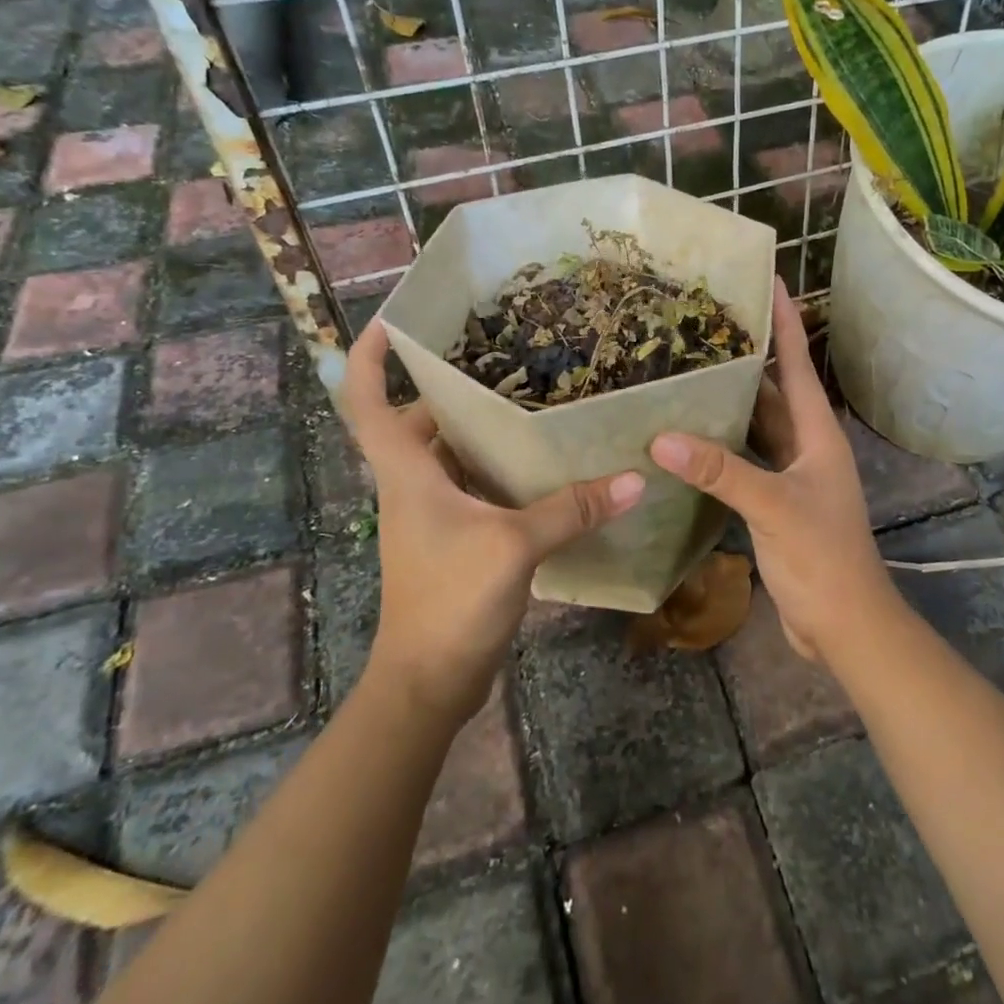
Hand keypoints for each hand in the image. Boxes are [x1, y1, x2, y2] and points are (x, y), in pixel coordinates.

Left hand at [340, 320, 645, 723]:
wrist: (428, 682)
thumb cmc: (451, 601)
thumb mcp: (514, 546)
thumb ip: (571, 509)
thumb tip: (634, 479)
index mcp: (407, 474)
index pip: (368, 403)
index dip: (371, 358)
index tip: (393, 321)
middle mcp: (413, 486)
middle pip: (418, 421)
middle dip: (449, 386)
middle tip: (501, 354)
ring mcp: (432, 515)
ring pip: (449, 455)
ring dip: (479, 428)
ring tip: (530, 396)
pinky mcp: (454, 538)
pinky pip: (473, 486)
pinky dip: (499, 468)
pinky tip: (541, 463)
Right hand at [648, 280, 896, 660]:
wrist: (846, 624)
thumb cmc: (823, 559)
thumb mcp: (774, 508)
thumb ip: (722, 472)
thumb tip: (662, 438)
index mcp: (818, 434)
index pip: (800, 364)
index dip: (786, 321)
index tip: (771, 280)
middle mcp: (807, 446)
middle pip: (775, 390)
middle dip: (748, 357)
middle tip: (707, 325)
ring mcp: (792, 475)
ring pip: (758, 426)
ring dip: (731, 402)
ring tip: (690, 372)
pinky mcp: (776, 503)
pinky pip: (746, 460)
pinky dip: (722, 447)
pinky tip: (690, 440)